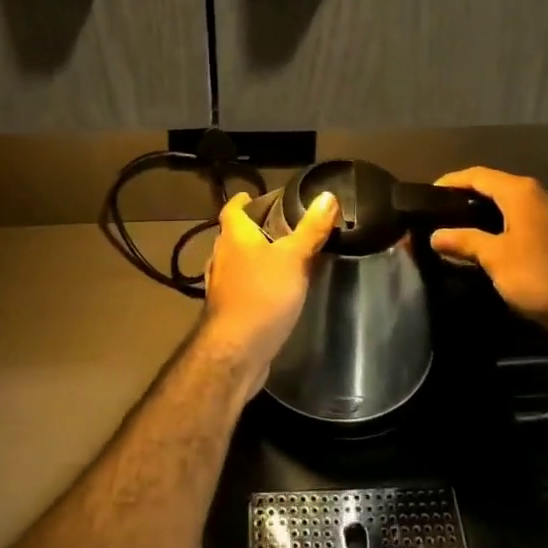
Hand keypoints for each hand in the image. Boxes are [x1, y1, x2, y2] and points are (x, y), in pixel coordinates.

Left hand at [201, 190, 340, 377]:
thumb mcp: (294, 258)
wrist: (236, 352)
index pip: (232, 209)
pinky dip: (253, 283)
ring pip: (236, 262)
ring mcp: (220, 286)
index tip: (256, 197)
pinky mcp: (226, 312)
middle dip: (253, 229)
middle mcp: (221, 256)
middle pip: (234, 235)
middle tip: (281, 227)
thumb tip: (327, 195)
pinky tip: (272, 291)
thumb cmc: (263, 295)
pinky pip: (240, 287)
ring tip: (281, 257)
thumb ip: (311, 228)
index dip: (244, 201)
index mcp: (234, 236)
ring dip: (253, 257)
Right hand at [429, 168, 547, 331]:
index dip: (451, 181)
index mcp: (520, 191)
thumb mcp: (493, 256)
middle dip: (468, 195)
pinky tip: (490, 237)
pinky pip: (523, 217)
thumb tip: (435, 235)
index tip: (429, 193)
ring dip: (486, 209)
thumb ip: (463, 240)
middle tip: (443, 209)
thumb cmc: (534, 273)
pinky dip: (503, 222)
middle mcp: (538, 193)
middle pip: (495, 185)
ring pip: (510, 202)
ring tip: (462, 223)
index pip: (477, 175)